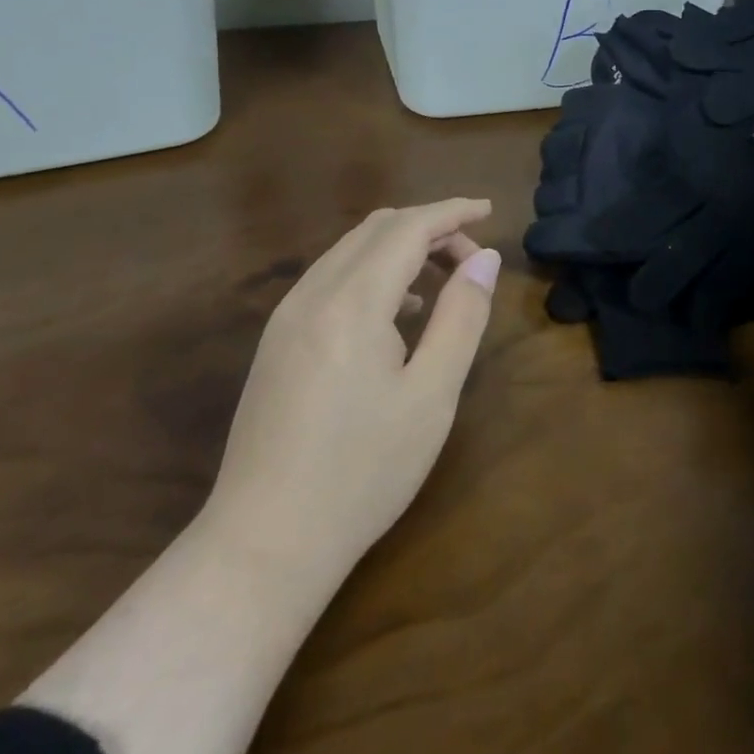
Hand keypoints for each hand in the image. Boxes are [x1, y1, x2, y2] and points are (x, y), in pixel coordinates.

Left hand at [203, 199, 500, 578]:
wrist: (263, 544)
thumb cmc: (363, 471)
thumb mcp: (432, 395)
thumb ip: (462, 316)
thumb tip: (485, 259)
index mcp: (352, 303)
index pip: (408, 228)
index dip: (452, 211)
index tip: (489, 209)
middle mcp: (312, 295)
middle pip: (376, 229)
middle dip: (430, 227)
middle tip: (473, 258)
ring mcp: (286, 318)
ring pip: (351, 251)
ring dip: (400, 248)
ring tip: (443, 282)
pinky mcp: (276, 342)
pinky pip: (332, 279)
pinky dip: (373, 273)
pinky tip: (398, 314)